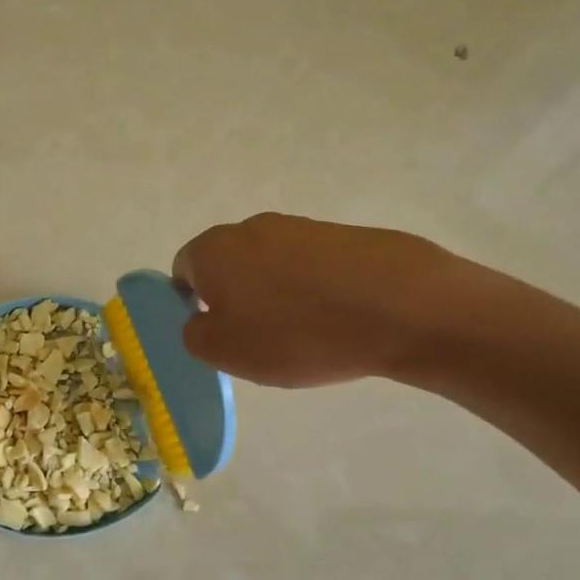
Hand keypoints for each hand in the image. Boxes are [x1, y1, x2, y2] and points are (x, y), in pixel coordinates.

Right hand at [172, 213, 495, 387]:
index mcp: (213, 249)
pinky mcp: (343, 236)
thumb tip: (199, 321)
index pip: (184, 270)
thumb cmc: (293, 333)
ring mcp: (301, 227)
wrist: (396, 307)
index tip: (216, 333)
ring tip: (302, 334)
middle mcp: (251, 228)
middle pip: (229, 264)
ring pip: (270, 265)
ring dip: (275, 295)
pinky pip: (311, 268)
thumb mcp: (224, 352)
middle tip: (256, 339)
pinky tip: (334, 320)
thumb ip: (194, 335)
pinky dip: (313, 291)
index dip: (191, 303)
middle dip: (235, 298)